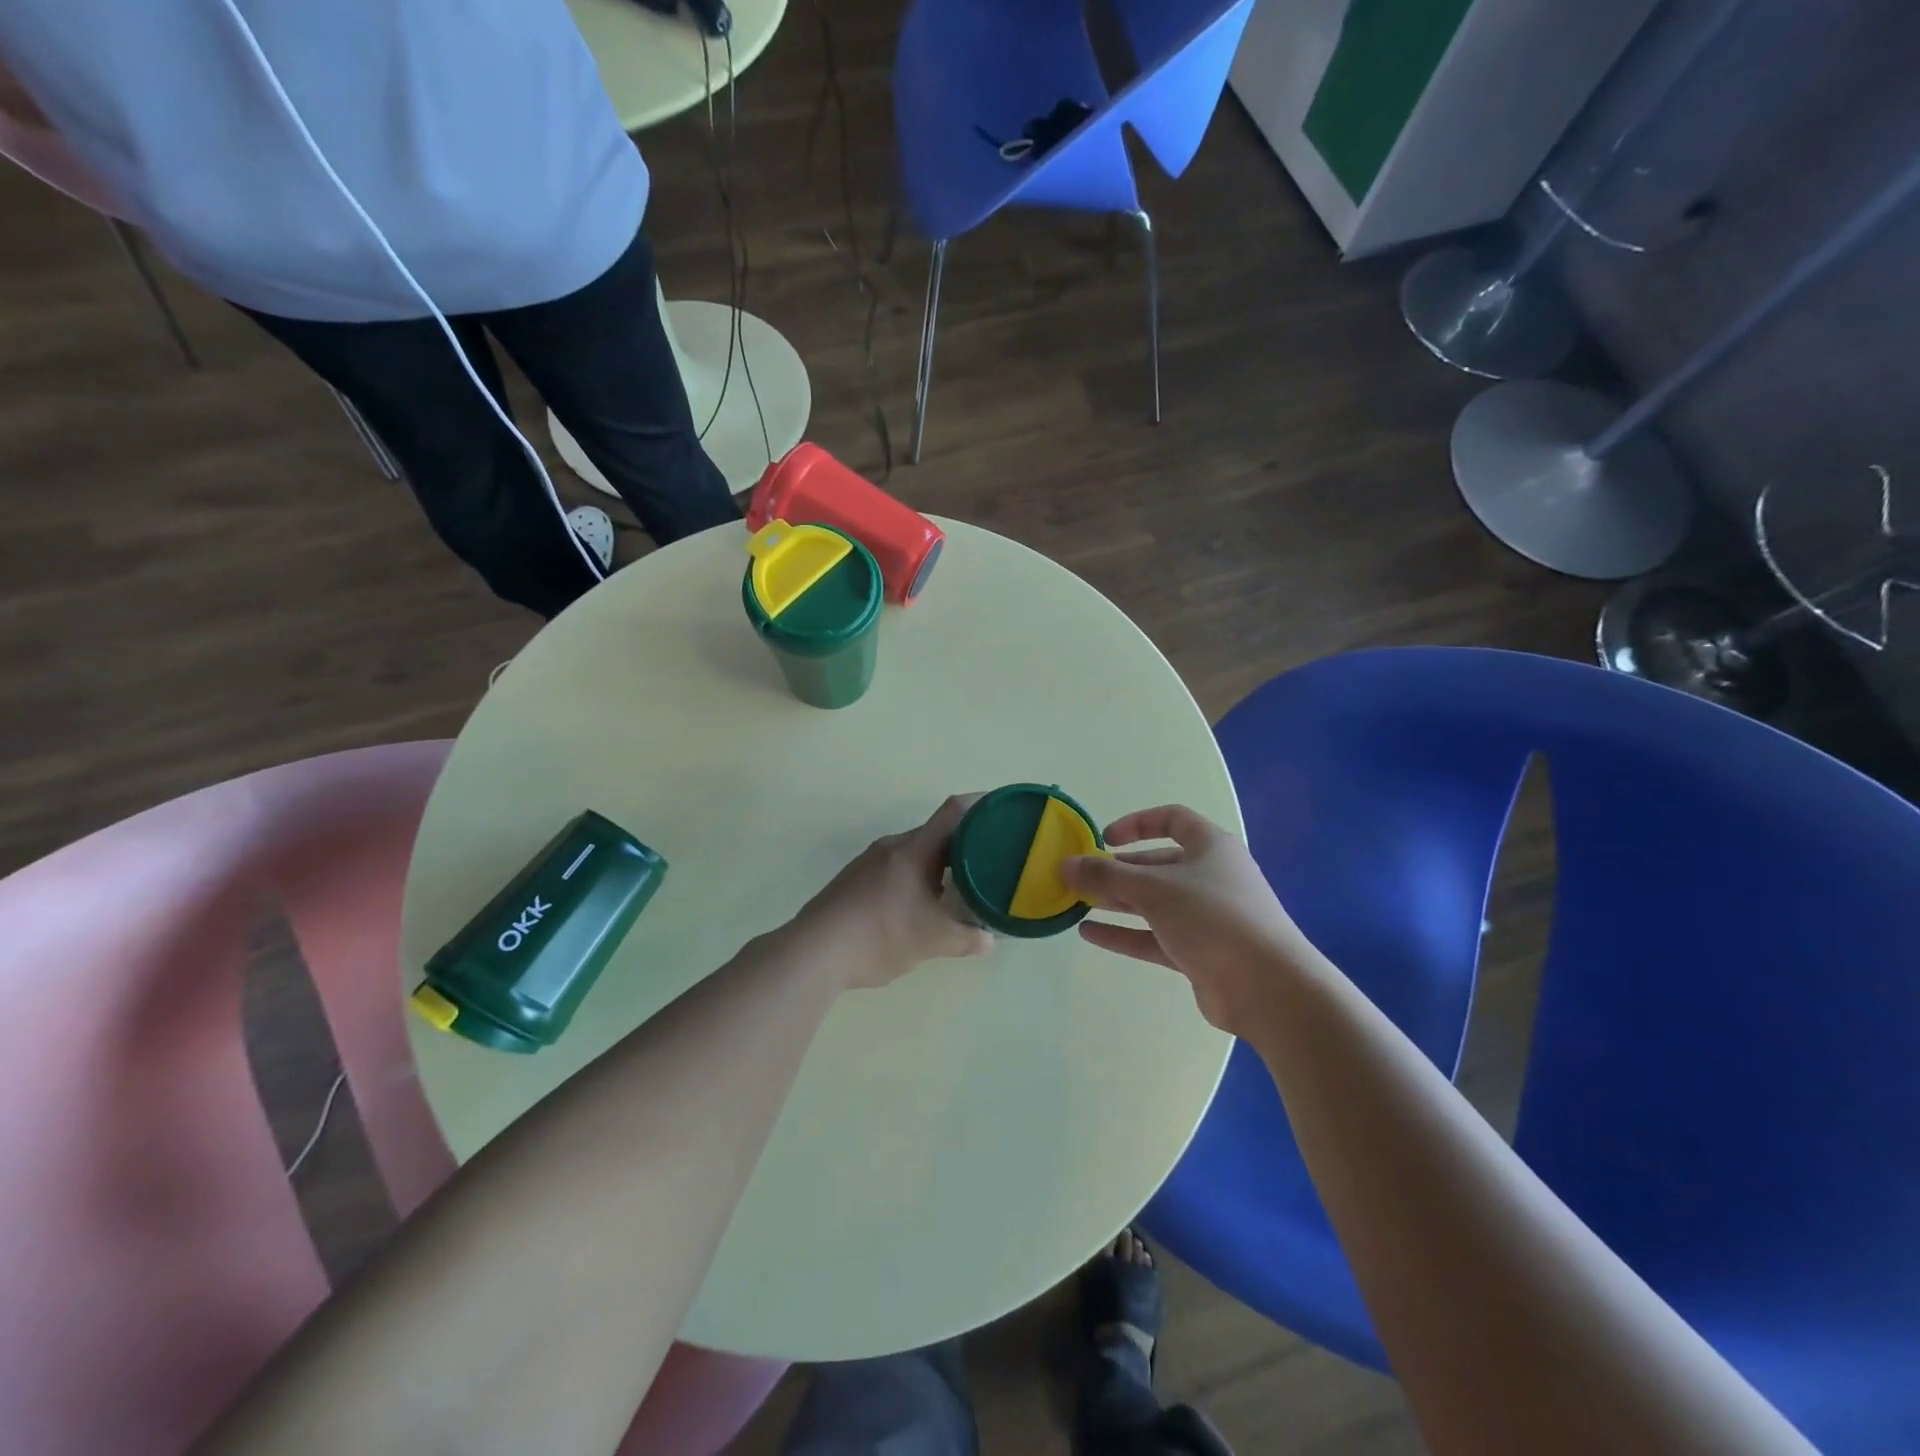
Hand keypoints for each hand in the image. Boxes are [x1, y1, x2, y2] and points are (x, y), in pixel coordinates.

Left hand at [795, 795, 994, 988]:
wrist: (815, 951)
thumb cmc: (880, 936)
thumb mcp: (931, 942)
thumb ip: (965, 939)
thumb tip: (989, 941)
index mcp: (914, 850)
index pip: (954, 811)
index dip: (981, 805)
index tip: (1003, 810)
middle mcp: (892, 846)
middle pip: (935, 832)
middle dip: (963, 843)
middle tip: (989, 859)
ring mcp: (868, 861)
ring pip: (913, 851)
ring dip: (937, 863)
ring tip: (958, 885)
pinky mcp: (853, 878)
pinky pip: (894, 866)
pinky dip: (914, 876)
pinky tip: (918, 903)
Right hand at [1063, 805, 1309, 1034]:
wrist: (1268, 988)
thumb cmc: (1213, 918)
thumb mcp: (1153, 889)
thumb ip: (1105, 875)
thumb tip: (1064, 864)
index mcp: (1210, 847)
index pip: (1172, 820)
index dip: (1137, 823)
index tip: (1103, 838)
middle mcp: (1210, 877)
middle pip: (1157, 864)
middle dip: (1118, 870)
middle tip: (1080, 877)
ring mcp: (1207, 917)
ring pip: (1154, 903)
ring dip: (1117, 901)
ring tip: (1076, 903)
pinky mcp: (1200, 953)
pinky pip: (1155, 937)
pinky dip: (1124, 933)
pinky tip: (1089, 934)